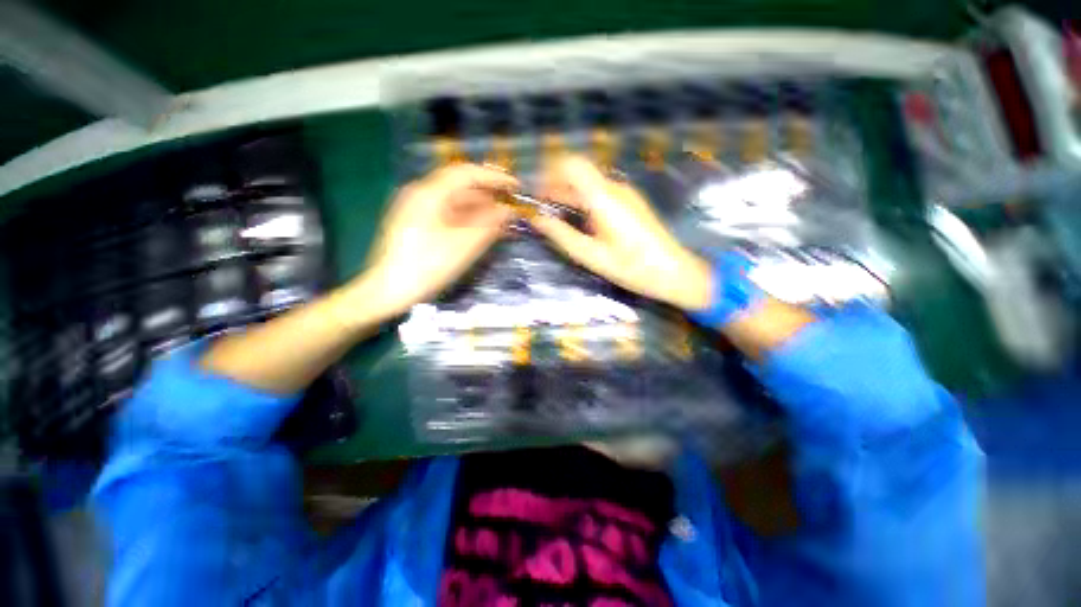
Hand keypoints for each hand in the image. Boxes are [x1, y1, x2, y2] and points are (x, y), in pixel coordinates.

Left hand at [355, 164, 516, 318]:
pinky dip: (467, 219)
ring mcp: (417, 209)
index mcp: (429, 193)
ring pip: (455, 202)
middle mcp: (421, 194)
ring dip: (480, 209)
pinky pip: (448, 214)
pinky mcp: (417, 224)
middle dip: (488, 196)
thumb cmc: (427, 266)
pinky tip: (482, 230)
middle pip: (461, 187)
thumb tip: (510, 211)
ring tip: (502, 221)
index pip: (467, 173)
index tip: (516, 187)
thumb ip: (490, 224)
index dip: (495, 178)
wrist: (388, 290)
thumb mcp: (464, 245)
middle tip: (512, 207)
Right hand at [530, 155, 712, 310]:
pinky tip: (578, 222)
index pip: (571, 164)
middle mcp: (614, 188)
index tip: (536, 194)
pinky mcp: (630, 203)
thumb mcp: (590, 255)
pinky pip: (600, 194)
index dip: (549, 173)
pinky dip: (583, 202)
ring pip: (589, 184)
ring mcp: (624, 194)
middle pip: (578, 174)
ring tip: (555, 218)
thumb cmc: (630, 266)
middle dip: (555, 187)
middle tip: (540, 210)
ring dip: (568, 195)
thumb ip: (560, 234)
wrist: (672, 271)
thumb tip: (536, 219)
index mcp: (603, 197)